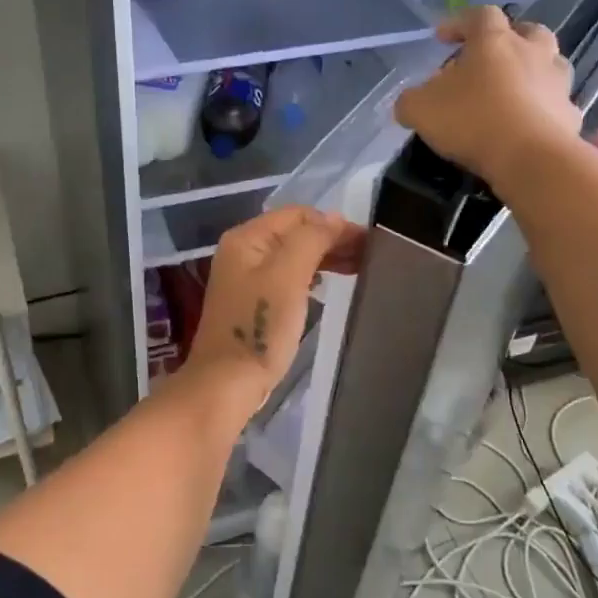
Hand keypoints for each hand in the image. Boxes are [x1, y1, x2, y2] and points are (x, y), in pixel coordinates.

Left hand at [177, 207, 364, 417]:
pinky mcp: (253, 302)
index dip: (334, 223)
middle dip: (332, 239)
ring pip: (293, 255)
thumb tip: (334, 219)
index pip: (297, 214)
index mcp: (246, 238)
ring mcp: (245, 278)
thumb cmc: (260, 327)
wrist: (227, 383)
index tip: (369, 241)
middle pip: (294, 233)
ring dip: (325, 257)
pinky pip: (287, 277)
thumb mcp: (288, 276)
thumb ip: (312, 239)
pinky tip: (328, 285)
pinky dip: (311, 276)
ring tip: (359, 268)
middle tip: (370, 256)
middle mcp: (242, 251)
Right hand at [394, 5, 581, 191]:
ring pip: (549, 65)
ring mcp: (557, 83)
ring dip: (531, 72)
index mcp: (495, 41)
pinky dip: (541, 109)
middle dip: (509, 40)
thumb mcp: (420, 109)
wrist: (530, 158)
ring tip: (510, 93)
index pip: (479, 15)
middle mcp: (533, 53)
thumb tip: (411, 101)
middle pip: (528, 32)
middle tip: (489, 59)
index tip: (442, 38)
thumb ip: (411, 100)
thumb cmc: (472, 120)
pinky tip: (525, 127)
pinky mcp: (570, 115)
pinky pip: (554, 104)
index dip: (459, 23)